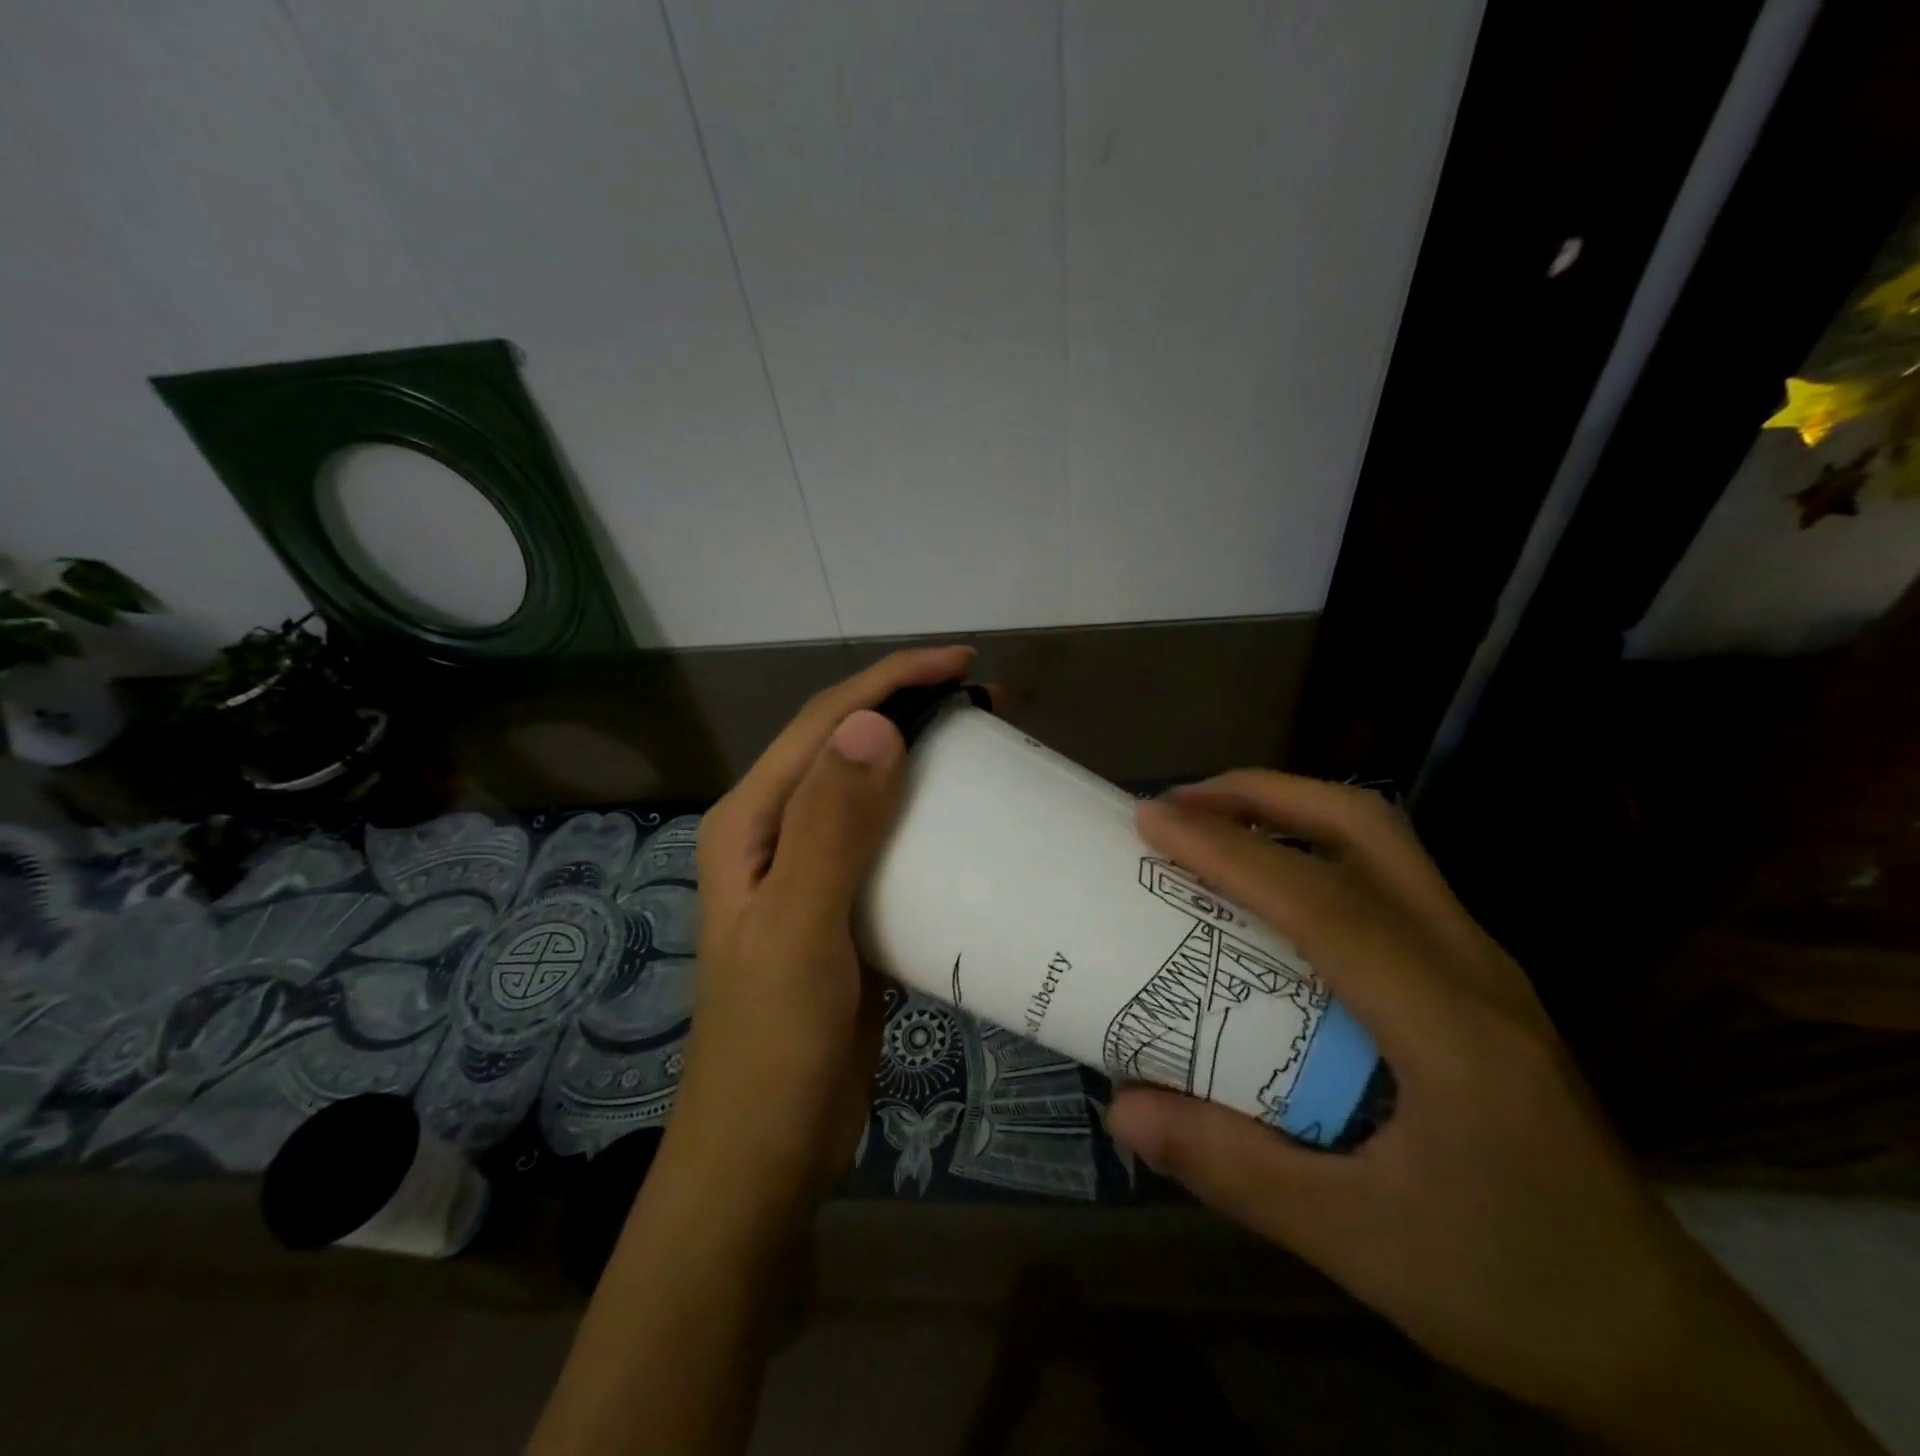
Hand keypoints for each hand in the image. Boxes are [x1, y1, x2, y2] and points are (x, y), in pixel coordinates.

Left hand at [531, 647, 973, 1455]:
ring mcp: (811, 873)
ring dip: (925, 765)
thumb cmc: (773, 1045)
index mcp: (752, 822)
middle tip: (989, 707)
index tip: (963, 665)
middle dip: (911, 712)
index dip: (890, 681)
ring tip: (989, 754)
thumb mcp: (802, 932)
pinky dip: (930, 824)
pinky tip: (972, 828)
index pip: (824, 725)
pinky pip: (891, 846)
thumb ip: (833, 829)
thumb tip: (873, 726)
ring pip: (872, 794)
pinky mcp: (845, 910)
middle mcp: (777, 835)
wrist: (767, 1152)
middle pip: (847, 748)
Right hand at [1109, 772, 1879, 1453]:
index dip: (1228, 851)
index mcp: (1448, 1022)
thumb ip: (1233, 1168)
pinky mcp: (1478, 980)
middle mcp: (1472, 965)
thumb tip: (1122, 1108)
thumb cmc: (1510, 1284)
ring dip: (1293, 814)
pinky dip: (1316, 854)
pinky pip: (1389, 881)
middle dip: (1266, 795)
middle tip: (1183, 804)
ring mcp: (1482, 964)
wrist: (1657, 1336)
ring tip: (1214, 827)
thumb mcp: (1357, 1242)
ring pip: (1386, 844)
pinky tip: (1273, 894)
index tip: (1151, 820)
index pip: (1321, 903)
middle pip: (1369, 829)